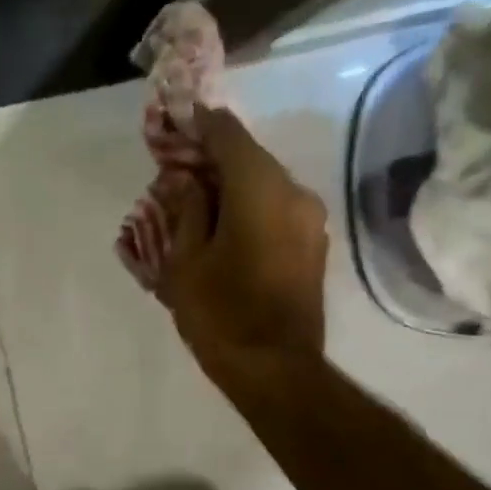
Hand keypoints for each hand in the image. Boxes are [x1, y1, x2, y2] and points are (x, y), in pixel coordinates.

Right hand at [159, 105, 329, 389]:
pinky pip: (277, 209)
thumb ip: (186, 210)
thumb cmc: (220, 313)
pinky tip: (223, 225)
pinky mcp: (313, 244)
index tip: (177, 122)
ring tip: (196, 201)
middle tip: (177, 167)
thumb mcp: (185, 261)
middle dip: (213, 158)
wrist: (275, 368)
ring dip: (231, 185)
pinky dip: (249, 206)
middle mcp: (294, 192)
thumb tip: (185, 180)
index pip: (229, 135)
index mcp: (260, 188)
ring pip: (265, 184)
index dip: (201, 124)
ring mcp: (310, 219)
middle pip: (250, 158)